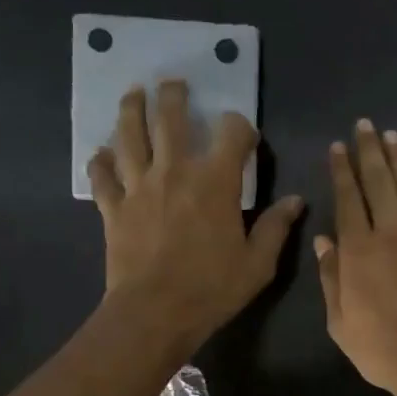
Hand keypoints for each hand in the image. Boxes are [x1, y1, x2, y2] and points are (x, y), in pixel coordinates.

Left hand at [89, 81, 303, 353]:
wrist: (156, 312)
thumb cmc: (213, 288)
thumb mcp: (259, 263)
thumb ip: (276, 227)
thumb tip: (296, 200)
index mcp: (216, 182)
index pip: (231, 134)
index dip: (240, 127)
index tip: (244, 135)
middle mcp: (174, 171)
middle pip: (170, 119)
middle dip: (174, 96)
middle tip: (173, 83)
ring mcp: (138, 187)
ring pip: (129, 136)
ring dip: (130, 110)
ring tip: (132, 93)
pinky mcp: (113, 207)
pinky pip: (102, 175)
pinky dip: (100, 161)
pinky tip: (101, 153)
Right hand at [315, 119, 396, 395]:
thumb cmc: (381, 349)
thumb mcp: (340, 322)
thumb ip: (331, 278)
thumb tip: (323, 240)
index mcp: (357, 250)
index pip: (347, 199)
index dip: (341, 171)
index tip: (338, 148)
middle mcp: (390, 234)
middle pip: (377, 183)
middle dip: (368, 152)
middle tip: (364, 126)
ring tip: (392, 136)